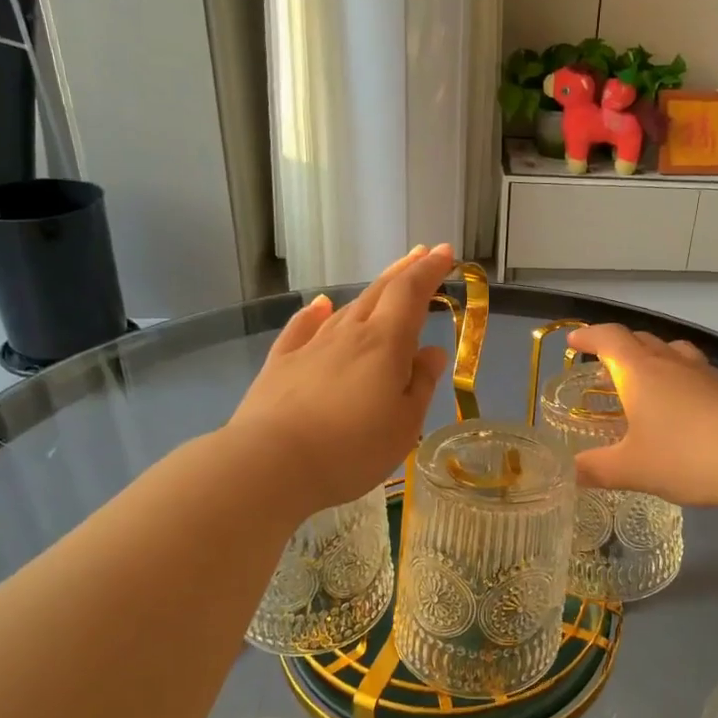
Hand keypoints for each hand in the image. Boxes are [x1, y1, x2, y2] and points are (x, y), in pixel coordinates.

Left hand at [229, 244, 452, 516]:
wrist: (272, 464)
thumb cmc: (352, 449)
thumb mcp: (404, 424)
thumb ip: (420, 384)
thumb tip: (432, 352)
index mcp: (384, 343)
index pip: (411, 293)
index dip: (429, 271)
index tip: (445, 254)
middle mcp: (348, 334)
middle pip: (378, 293)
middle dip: (403, 272)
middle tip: (421, 256)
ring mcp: (311, 346)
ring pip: (346, 309)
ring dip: (369, 293)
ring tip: (384, 285)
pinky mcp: (280, 364)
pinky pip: (302, 328)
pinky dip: (315, 313)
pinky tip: (319, 305)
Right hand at [567, 323, 717, 536]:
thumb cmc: (684, 455)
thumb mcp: (631, 469)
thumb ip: (596, 469)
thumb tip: (570, 472)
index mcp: (640, 371)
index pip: (609, 338)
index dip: (588, 337)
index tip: (573, 342)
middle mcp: (672, 363)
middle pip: (642, 339)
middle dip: (620, 346)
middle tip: (605, 363)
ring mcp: (705, 374)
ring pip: (674, 352)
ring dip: (655, 357)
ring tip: (646, 378)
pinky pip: (697, 373)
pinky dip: (681, 380)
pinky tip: (684, 407)